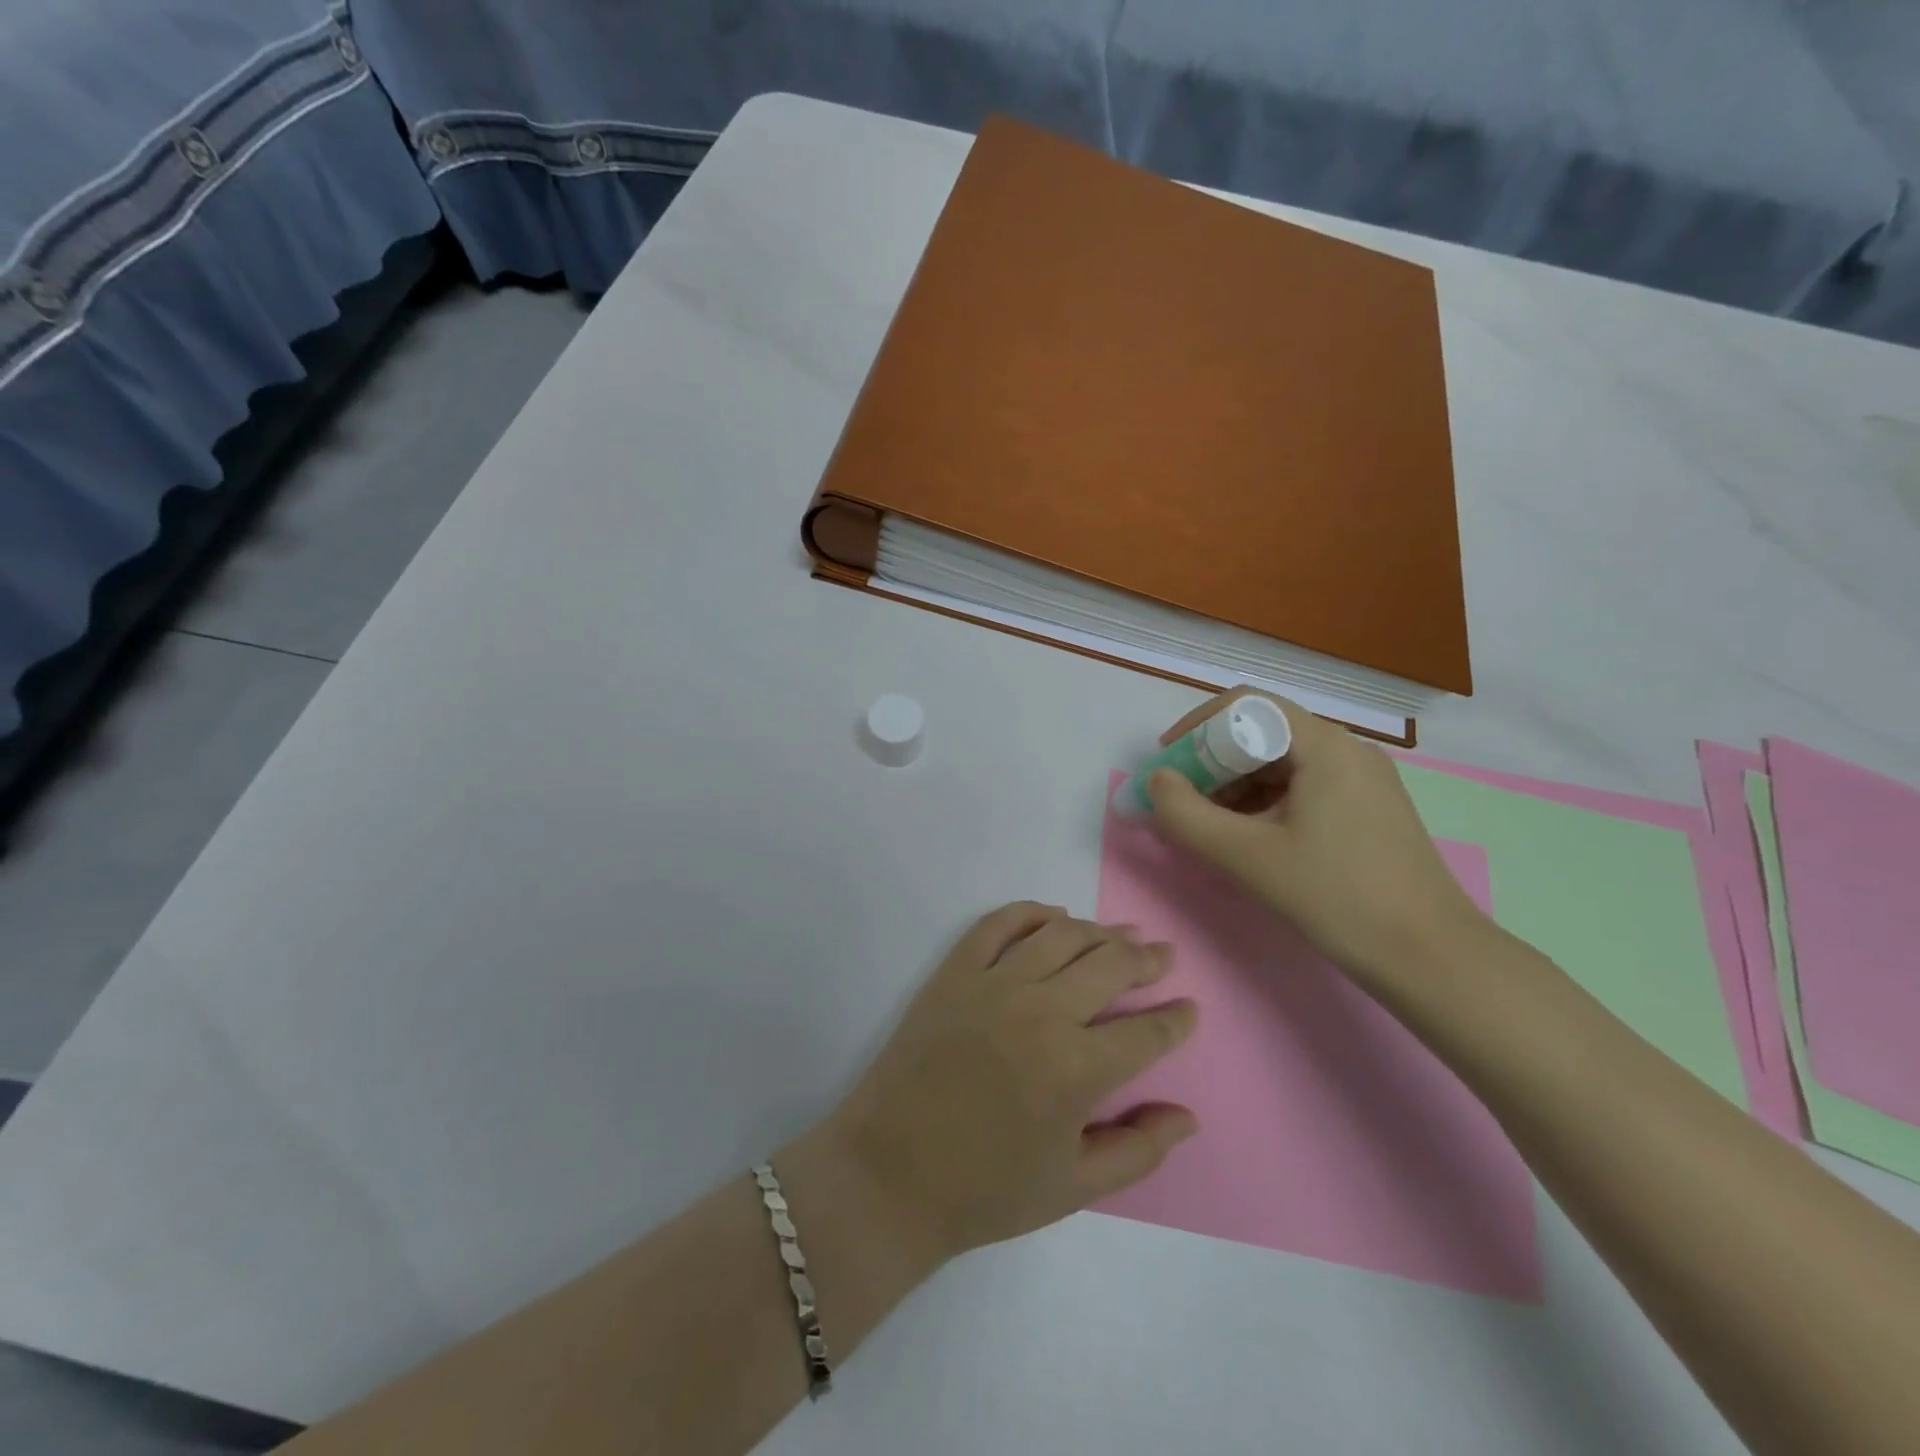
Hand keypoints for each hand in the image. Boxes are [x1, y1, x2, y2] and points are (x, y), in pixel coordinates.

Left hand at [822, 903, 1197, 1262]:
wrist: (890, 1173)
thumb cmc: (985, 1190)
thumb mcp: (1073, 1189)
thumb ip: (1138, 1150)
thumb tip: (1187, 1116)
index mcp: (1077, 1070)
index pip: (1146, 1032)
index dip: (1176, 1019)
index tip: (1189, 1008)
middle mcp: (1041, 1013)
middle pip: (1111, 966)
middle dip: (1146, 959)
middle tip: (1162, 955)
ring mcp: (994, 984)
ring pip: (1062, 936)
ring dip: (1100, 932)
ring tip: (1121, 935)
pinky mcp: (954, 972)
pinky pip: (999, 924)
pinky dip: (1032, 912)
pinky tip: (1054, 917)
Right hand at [1146, 690, 1494, 992]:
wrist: (1431, 959)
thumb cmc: (1337, 897)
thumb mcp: (1247, 856)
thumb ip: (1187, 815)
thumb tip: (1156, 782)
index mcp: (1325, 746)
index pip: (1247, 706)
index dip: (1197, 728)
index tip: (1167, 765)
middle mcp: (1347, 750)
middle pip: (1263, 734)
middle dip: (1212, 763)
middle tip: (1181, 802)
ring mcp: (1363, 781)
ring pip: (1282, 764)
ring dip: (1235, 786)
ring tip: (1208, 827)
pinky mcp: (1368, 810)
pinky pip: (1303, 788)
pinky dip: (1264, 804)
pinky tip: (1247, 839)